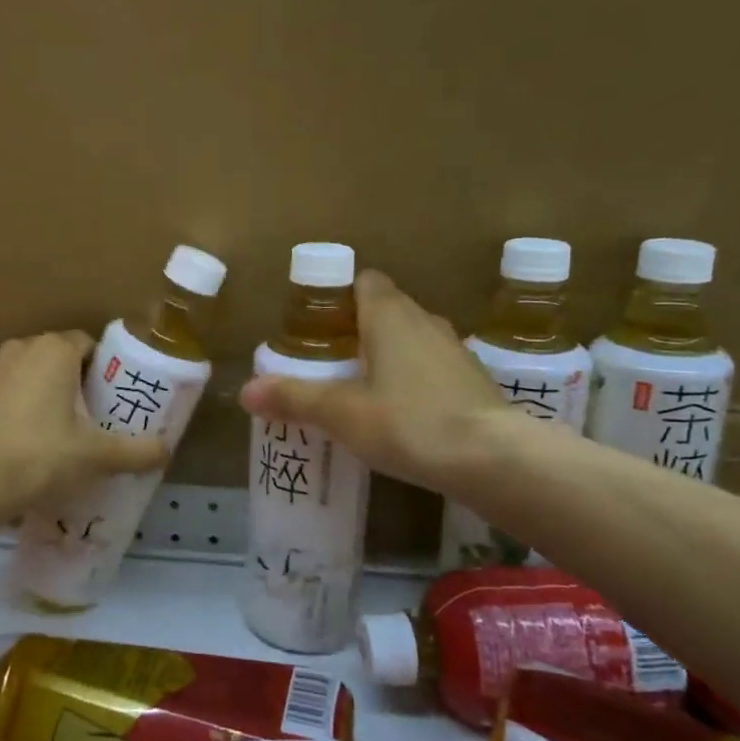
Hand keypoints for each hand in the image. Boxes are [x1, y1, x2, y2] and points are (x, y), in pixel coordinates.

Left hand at [0, 331, 167, 524]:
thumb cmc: (37, 458)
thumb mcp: (95, 457)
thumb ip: (136, 451)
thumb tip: (167, 450)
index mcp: (52, 350)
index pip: (88, 345)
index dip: (104, 370)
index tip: (111, 400)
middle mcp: (17, 349)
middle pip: (57, 359)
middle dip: (74, 384)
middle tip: (90, 420)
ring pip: (26, 375)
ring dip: (42, 395)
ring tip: (55, 434)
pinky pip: (0, 394)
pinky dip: (13, 410)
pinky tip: (19, 444)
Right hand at [239, 270, 509, 494]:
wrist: (495, 459)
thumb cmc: (410, 422)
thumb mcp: (342, 414)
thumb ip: (294, 399)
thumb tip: (244, 390)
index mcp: (389, 315)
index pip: (365, 281)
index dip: (340, 295)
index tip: (319, 323)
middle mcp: (425, 320)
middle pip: (387, 308)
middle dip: (359, 327)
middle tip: (330, 359)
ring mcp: (455, 349)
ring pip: (413, 337)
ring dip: (389, 352)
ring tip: (362, 386)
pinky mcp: (474, 379)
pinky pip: (433, 365)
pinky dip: (415, 377)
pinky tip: (403, 411)